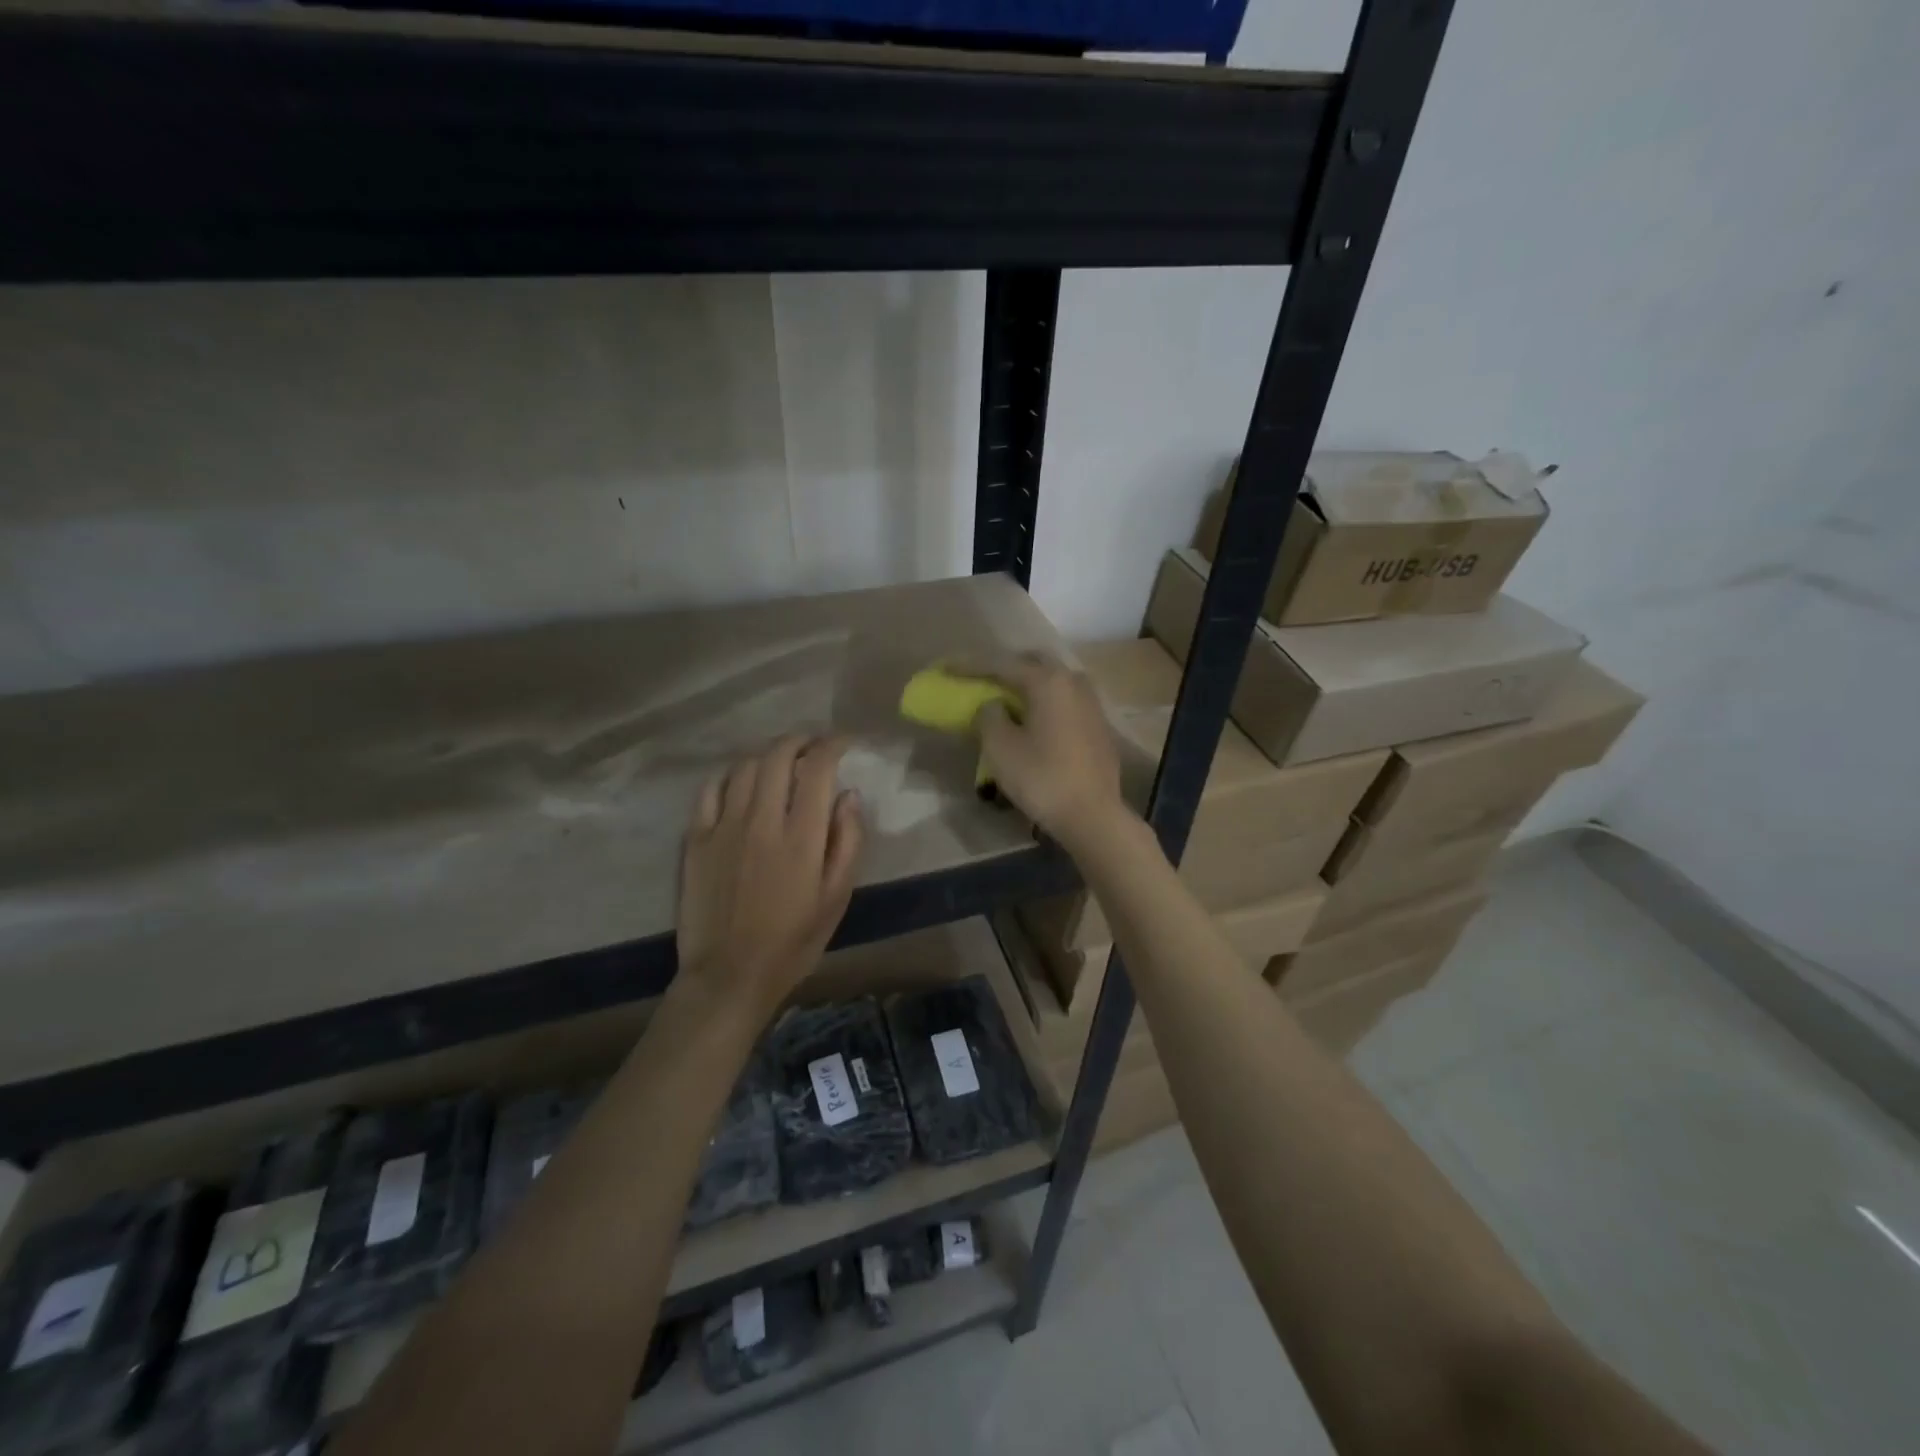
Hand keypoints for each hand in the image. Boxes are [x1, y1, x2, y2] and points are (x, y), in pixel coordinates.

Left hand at [677, 736, 864, 1023]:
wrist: (729, 975)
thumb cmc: (793, 941)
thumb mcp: (836, 898)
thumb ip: (847, 842)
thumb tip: (849, 795)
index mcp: (801, 836)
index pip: (817, 768)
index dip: (832, 745)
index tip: (843, 743)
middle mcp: (761, 820)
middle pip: (777, 756)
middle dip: (799, 741)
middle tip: (812, 745)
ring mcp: (724, 827)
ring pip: (744, 767)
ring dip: (767, 755)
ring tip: (780, 762)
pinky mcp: (696, 839)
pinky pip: (710, 790)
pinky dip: (730, 775)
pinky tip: (740, 782)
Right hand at [973, 653, 1126, 849]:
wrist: (1093, 815)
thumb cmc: (1042, 778)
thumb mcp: (1000, 747)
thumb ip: (989, 716)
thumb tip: (993, 705)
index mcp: (1048, 681)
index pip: (1002, 664)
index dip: (971, 666)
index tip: (947, 668)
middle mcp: (1073, 682)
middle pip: (1033, 663)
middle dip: (1005, 667)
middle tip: (980, 678)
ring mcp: (1091, 703)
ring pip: (1053, 681)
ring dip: (1027, 684)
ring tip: (1004, 697)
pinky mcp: (1098, 725)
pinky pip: (1064, 700)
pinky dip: (1044, 702)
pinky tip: (1032, 718)